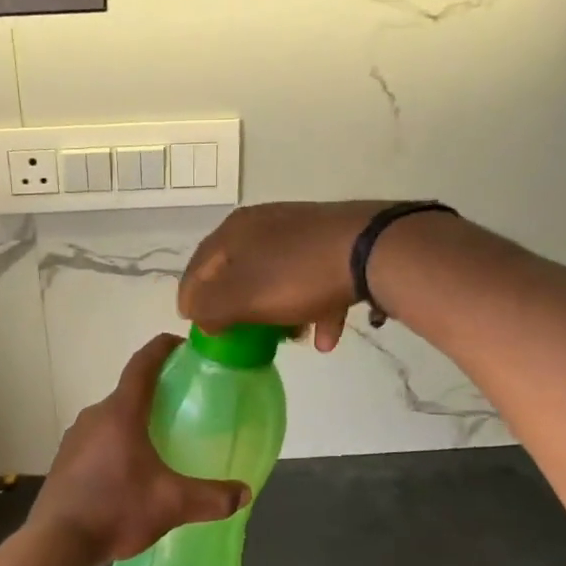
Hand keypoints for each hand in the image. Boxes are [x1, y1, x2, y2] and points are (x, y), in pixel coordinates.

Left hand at [30, 335, 249, 565]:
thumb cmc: (115, 509)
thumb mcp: (171, 504)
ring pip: (111, 419)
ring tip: (159, 442)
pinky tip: (129, 473)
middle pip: (128, 393)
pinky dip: (116, 445)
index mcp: (120, 413)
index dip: (162, 349)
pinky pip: (96, 441)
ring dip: (134, 423)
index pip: (142, 365)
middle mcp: (94, 416)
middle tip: (182, 405)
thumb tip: (244, 493)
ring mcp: (74, 438)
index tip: (181, 345)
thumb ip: (211, 497)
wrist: (56, 543)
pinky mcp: (64, 462)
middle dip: (154, 394)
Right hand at [179, 201, 394, 350]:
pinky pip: (314, 281)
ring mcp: (302, 232)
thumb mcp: (242, 297)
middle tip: (239, 337)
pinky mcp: (334, 243)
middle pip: (239, 273)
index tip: (193, 326)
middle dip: (239, 309)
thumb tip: (198, 314)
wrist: (373, 250)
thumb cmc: (297, 275)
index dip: (191, 298)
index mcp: (234, 231)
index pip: (198, 267)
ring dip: (280, 313)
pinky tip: (326, 338)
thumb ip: (210, 308)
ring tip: (289, 340)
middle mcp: (265, 224)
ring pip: (278, 278)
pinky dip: (315, 309)